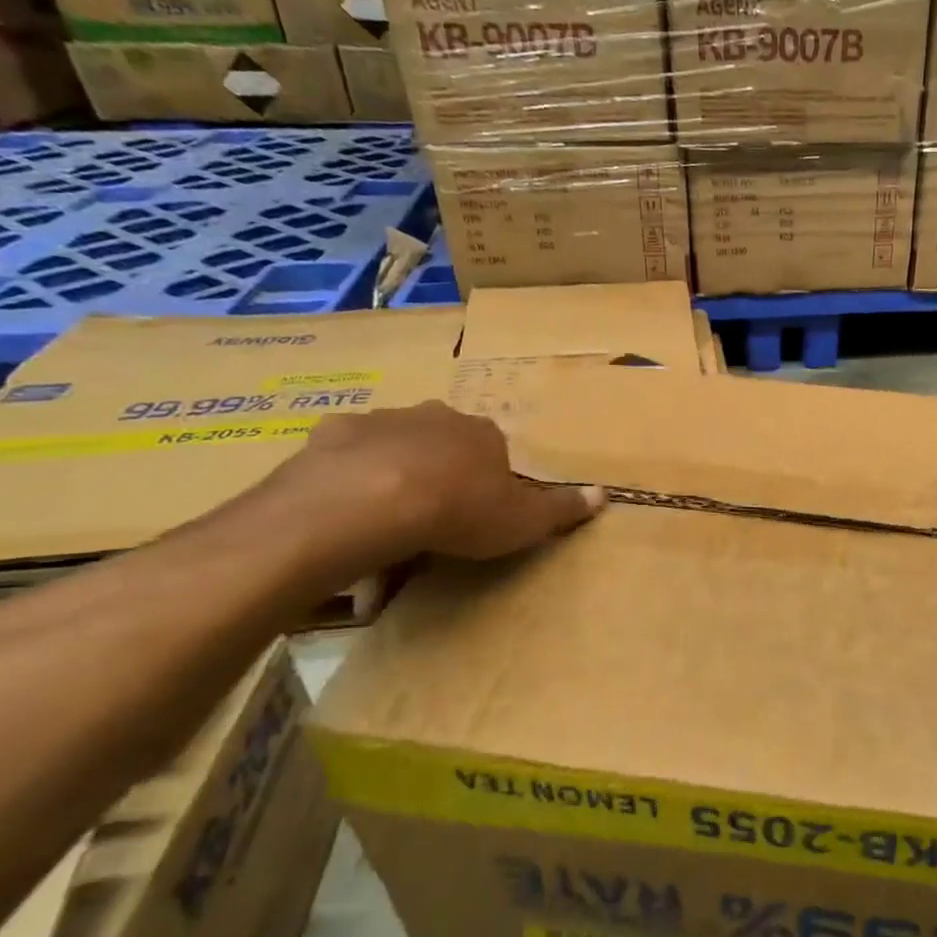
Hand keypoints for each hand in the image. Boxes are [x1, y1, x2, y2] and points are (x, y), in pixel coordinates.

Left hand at [264, 401, 605, 570]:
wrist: (369, 502)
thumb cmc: (458, 510)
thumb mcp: (523, 521)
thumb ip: (562, 508)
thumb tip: (605, 494)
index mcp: (483, 433)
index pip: (494, 449)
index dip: (489, 479)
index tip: (479, 511)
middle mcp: (435, 416)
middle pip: (443, 439)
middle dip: (440, 467)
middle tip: (432, 513)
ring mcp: (380, 421)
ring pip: (393, 443)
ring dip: (393, 469)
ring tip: (385, 517)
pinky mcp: (331, 435)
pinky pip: (344, 457)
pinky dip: (346, 476)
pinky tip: (344, 510)